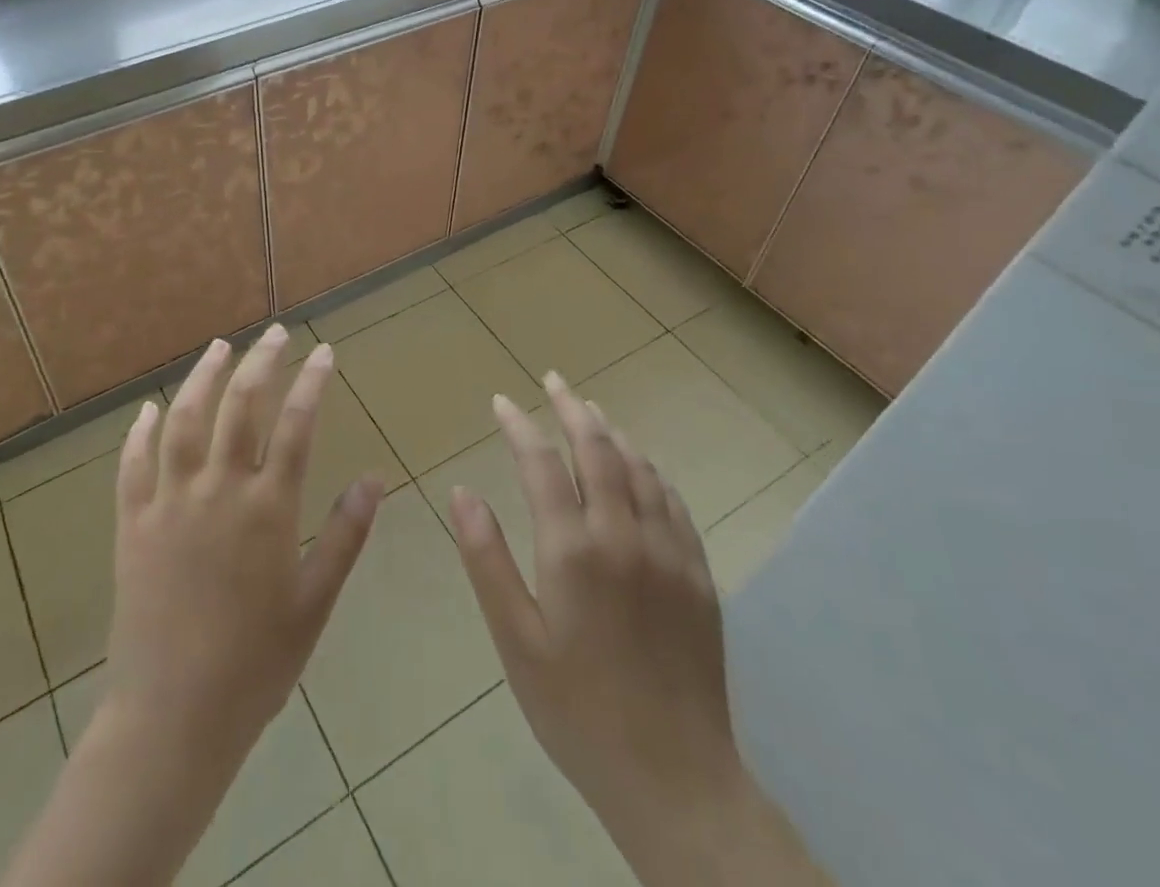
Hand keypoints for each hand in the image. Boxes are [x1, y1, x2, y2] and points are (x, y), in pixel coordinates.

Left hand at [102, 325, 383, 766]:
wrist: (172, 718)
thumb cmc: (254, 665)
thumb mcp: (314, 603)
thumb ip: (345, 536)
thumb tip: (375, 478)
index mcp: (267, 509)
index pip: (297, 425)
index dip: (312, 382)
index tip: (324, 352)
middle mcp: (218, 490)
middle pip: (241, 406)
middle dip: (261, 362)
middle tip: (274, 333)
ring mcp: (169, 502)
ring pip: (184, 421)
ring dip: (203, 378)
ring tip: (219, 347)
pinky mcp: (132, 524)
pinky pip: (133, 465)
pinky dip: (139, 432)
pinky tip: (147, 410)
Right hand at [448, 375, 743, 837]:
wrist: (675, 780)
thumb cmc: (577, 711)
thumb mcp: (515, 641)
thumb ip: (487, 559)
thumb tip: (461, 492)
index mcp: (573, 550)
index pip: (542, 463)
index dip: (519, 425)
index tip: (501, 401)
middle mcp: (624, 536)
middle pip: (598, 449)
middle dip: (571, 407)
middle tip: (553, 380)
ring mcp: (669, 553)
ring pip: (640, 468)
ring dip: (612, 432)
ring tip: (590, 410)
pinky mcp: (698, 575)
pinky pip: (673, 502)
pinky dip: (650, 470)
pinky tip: (640, 465)